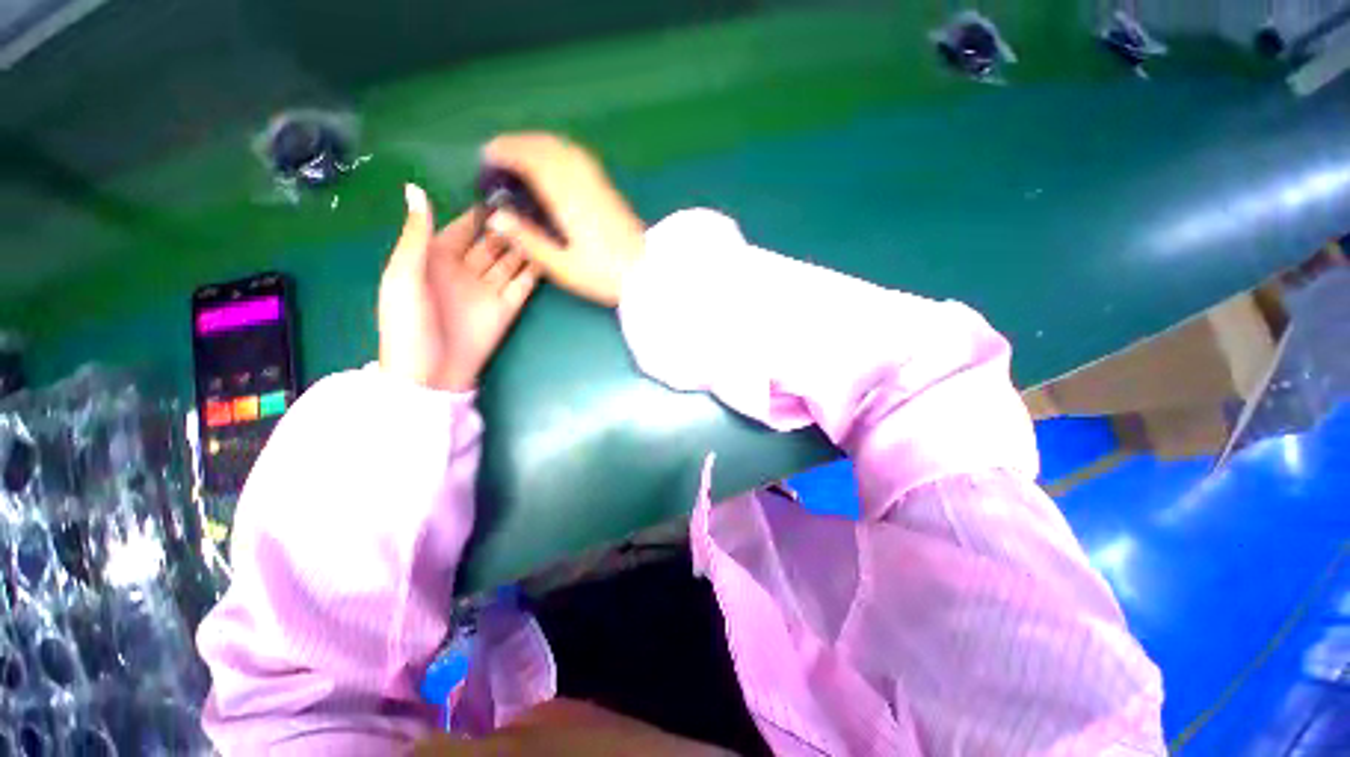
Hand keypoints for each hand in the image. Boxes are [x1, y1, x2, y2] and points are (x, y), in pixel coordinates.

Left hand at [379, 184, 538, 391]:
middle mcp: (467, 270)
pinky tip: (549, 252)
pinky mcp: (509, 307)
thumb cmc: (408, 323)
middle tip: (533, 204)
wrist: (431, 372)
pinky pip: (524, 284)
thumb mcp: (402, 275)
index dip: (480, 211)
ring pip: (511, 260)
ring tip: (546, 222)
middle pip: (492, 242)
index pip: (463, 228)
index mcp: (436, 258)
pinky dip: (536, 270)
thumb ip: (416, 235)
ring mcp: (489, 289)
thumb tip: (415, 188)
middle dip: (509, 224)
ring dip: (525, 243)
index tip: (503, 189)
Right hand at [482, 133, 644, 306]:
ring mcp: (600, 184)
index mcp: (569, 200)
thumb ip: (530, 241)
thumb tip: (496, 217)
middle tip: (498, 154)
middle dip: (519, 144)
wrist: (648, 274)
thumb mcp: (564, 267)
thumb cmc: (605, 275)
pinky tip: (554, 163)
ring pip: (565, 149)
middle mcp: (584, 183)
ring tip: (520, 154)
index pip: (534, 160)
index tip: (487, 155)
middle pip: (548, 148)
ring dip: (538, 144)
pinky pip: (580, 158)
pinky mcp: (610, 190)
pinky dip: (559, 151)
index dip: (507, 152)